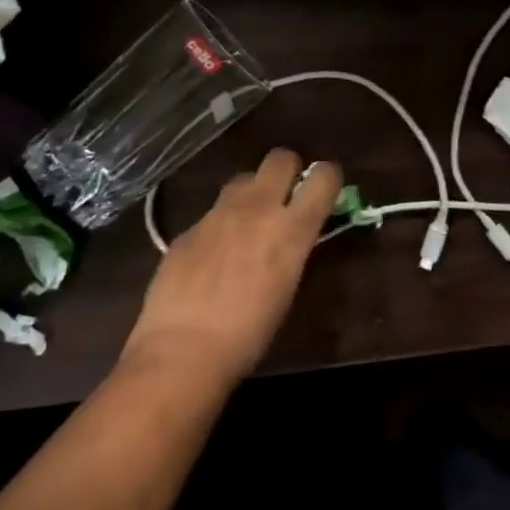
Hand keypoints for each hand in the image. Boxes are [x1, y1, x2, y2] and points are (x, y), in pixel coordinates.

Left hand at [123, 149, 342, 385]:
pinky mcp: (188, 228)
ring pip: (243, 179)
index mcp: (292, 229)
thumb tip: (293, 235)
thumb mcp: (287, 288)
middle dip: (287, 170)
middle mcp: (257, 209)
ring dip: (251, 192)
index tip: (324, 190)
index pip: (324, 177)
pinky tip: (211, 257)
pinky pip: (212, 213)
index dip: (327, 178)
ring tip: (247, 222)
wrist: (182, 351)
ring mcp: (218, 214)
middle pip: (280, 158)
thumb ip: (292, 249)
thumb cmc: (248, 335)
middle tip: (285, 195)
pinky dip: (219, 225)